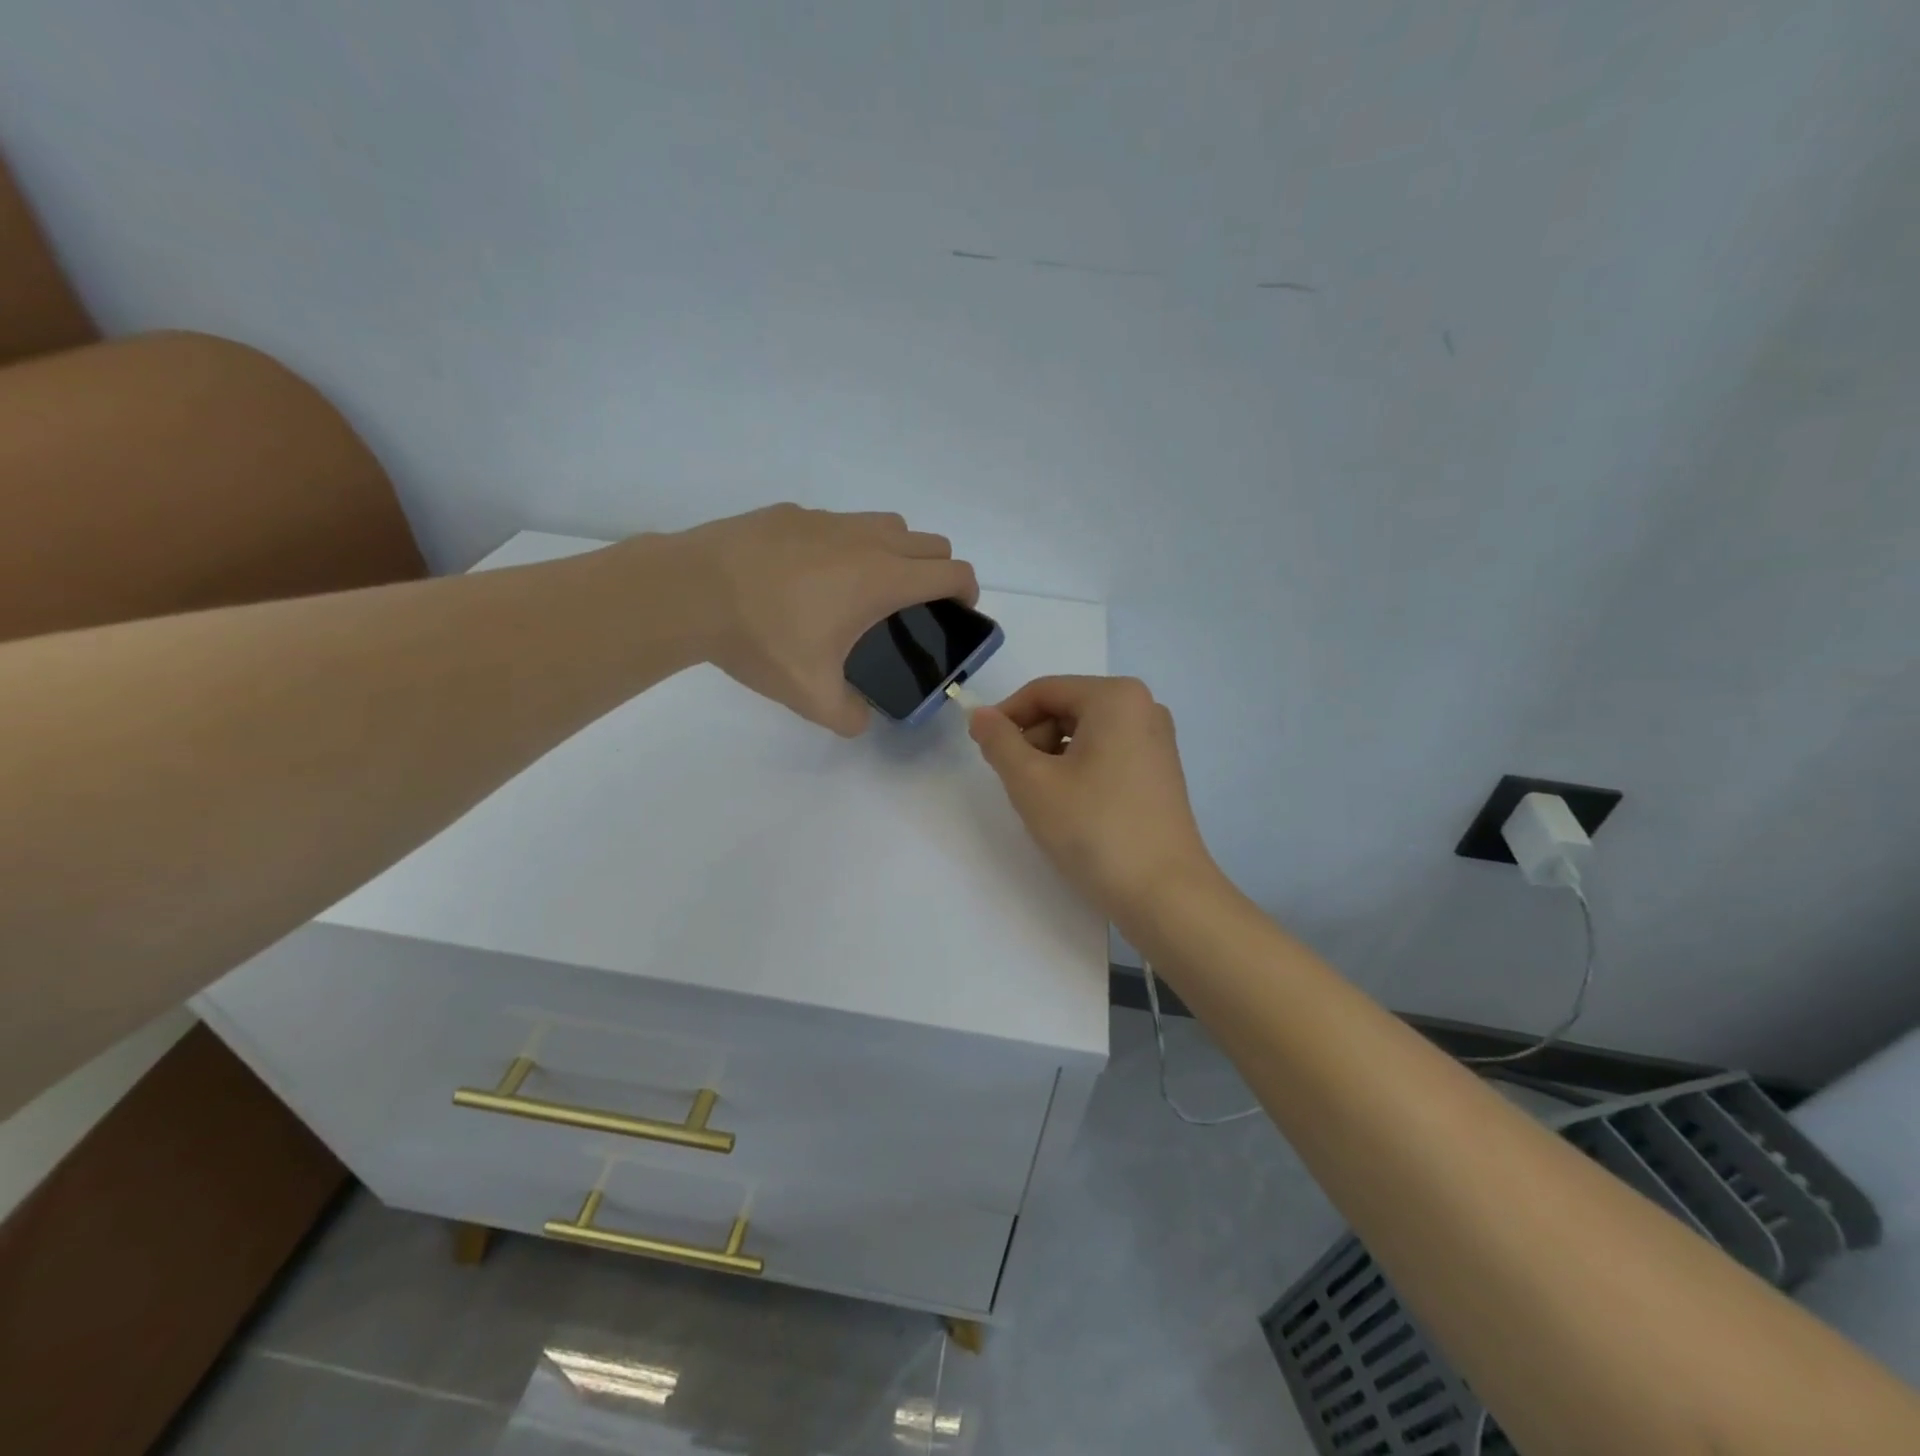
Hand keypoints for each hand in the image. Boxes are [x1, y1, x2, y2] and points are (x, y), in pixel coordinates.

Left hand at [674, 503, 976, 735]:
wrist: (690, 591)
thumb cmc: (762, 639)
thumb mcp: (810, 695)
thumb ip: (848, 716)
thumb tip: (860, 721)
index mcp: (882, 579)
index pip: (952, 571)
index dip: (967, 592)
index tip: (959, 613)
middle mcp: (865, 540)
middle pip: (930, 542)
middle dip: (939, 571)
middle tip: (918, 606)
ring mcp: (827, 520)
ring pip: (887, 524)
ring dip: (898, 551)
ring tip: (868, 587)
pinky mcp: (793, 512)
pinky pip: (840, 523)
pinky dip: (848, 543)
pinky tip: (811, 575)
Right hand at [969, 675, 1218, 921]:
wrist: (1164, 894)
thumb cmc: (1094, 829)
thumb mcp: (1032, 783)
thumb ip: (999, 742)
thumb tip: (980, 716)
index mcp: (1116, 697)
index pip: (1043, 691)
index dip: (1005, 717)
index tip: (983, 751)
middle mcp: (1143, 707)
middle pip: (1065, 709)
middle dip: (1032, 741)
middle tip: (1017, 785)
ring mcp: (1156, 741)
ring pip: (1084, 734)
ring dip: (1053, 760)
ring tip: (1045, 802)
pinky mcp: (1160, 772)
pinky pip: (1106, 754)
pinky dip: (1079, 772)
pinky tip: (1073, 809)